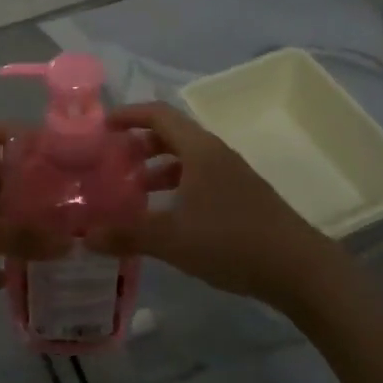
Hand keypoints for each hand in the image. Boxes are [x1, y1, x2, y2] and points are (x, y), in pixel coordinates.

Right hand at [84, 103, 340, 311]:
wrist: (298, 268)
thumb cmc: (231, 241)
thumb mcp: (172, 239)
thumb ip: (127, 234)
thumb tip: (84, 236)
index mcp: (199, 149)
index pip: (158, 114)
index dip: (128, 115)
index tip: (101, 127)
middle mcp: (215, 153)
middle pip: (170, 134)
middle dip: (138, 144)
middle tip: (111, 162)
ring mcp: (231, 175)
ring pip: (185, 159)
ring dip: (157, 168)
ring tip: (132, 191)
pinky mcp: (240, 196)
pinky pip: (199, 178)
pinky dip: (176, 186)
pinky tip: (165, 215)